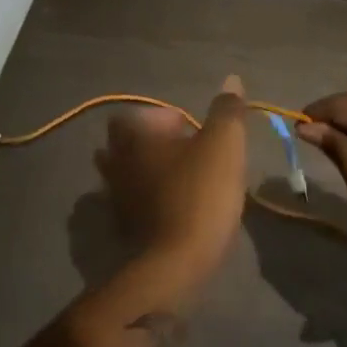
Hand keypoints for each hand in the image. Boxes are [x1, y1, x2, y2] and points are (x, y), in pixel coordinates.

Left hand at [95, 76, 249, 265]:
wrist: (176, 266)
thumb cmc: (200, 194)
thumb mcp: (224, 144)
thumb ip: (227, 110)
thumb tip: (231, 80)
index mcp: (134, 137)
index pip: (137, 113)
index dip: (165, 117)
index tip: (192, 131)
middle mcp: (116, 163)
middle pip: (128, 142)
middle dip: (154, 143)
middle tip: (187, 153)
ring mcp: (115, 198)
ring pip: (129, 174)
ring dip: (150, 172)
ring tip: (184, 181)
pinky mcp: (123, 229)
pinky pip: (134, 203)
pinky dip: (150, 201)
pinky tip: (177, 209)